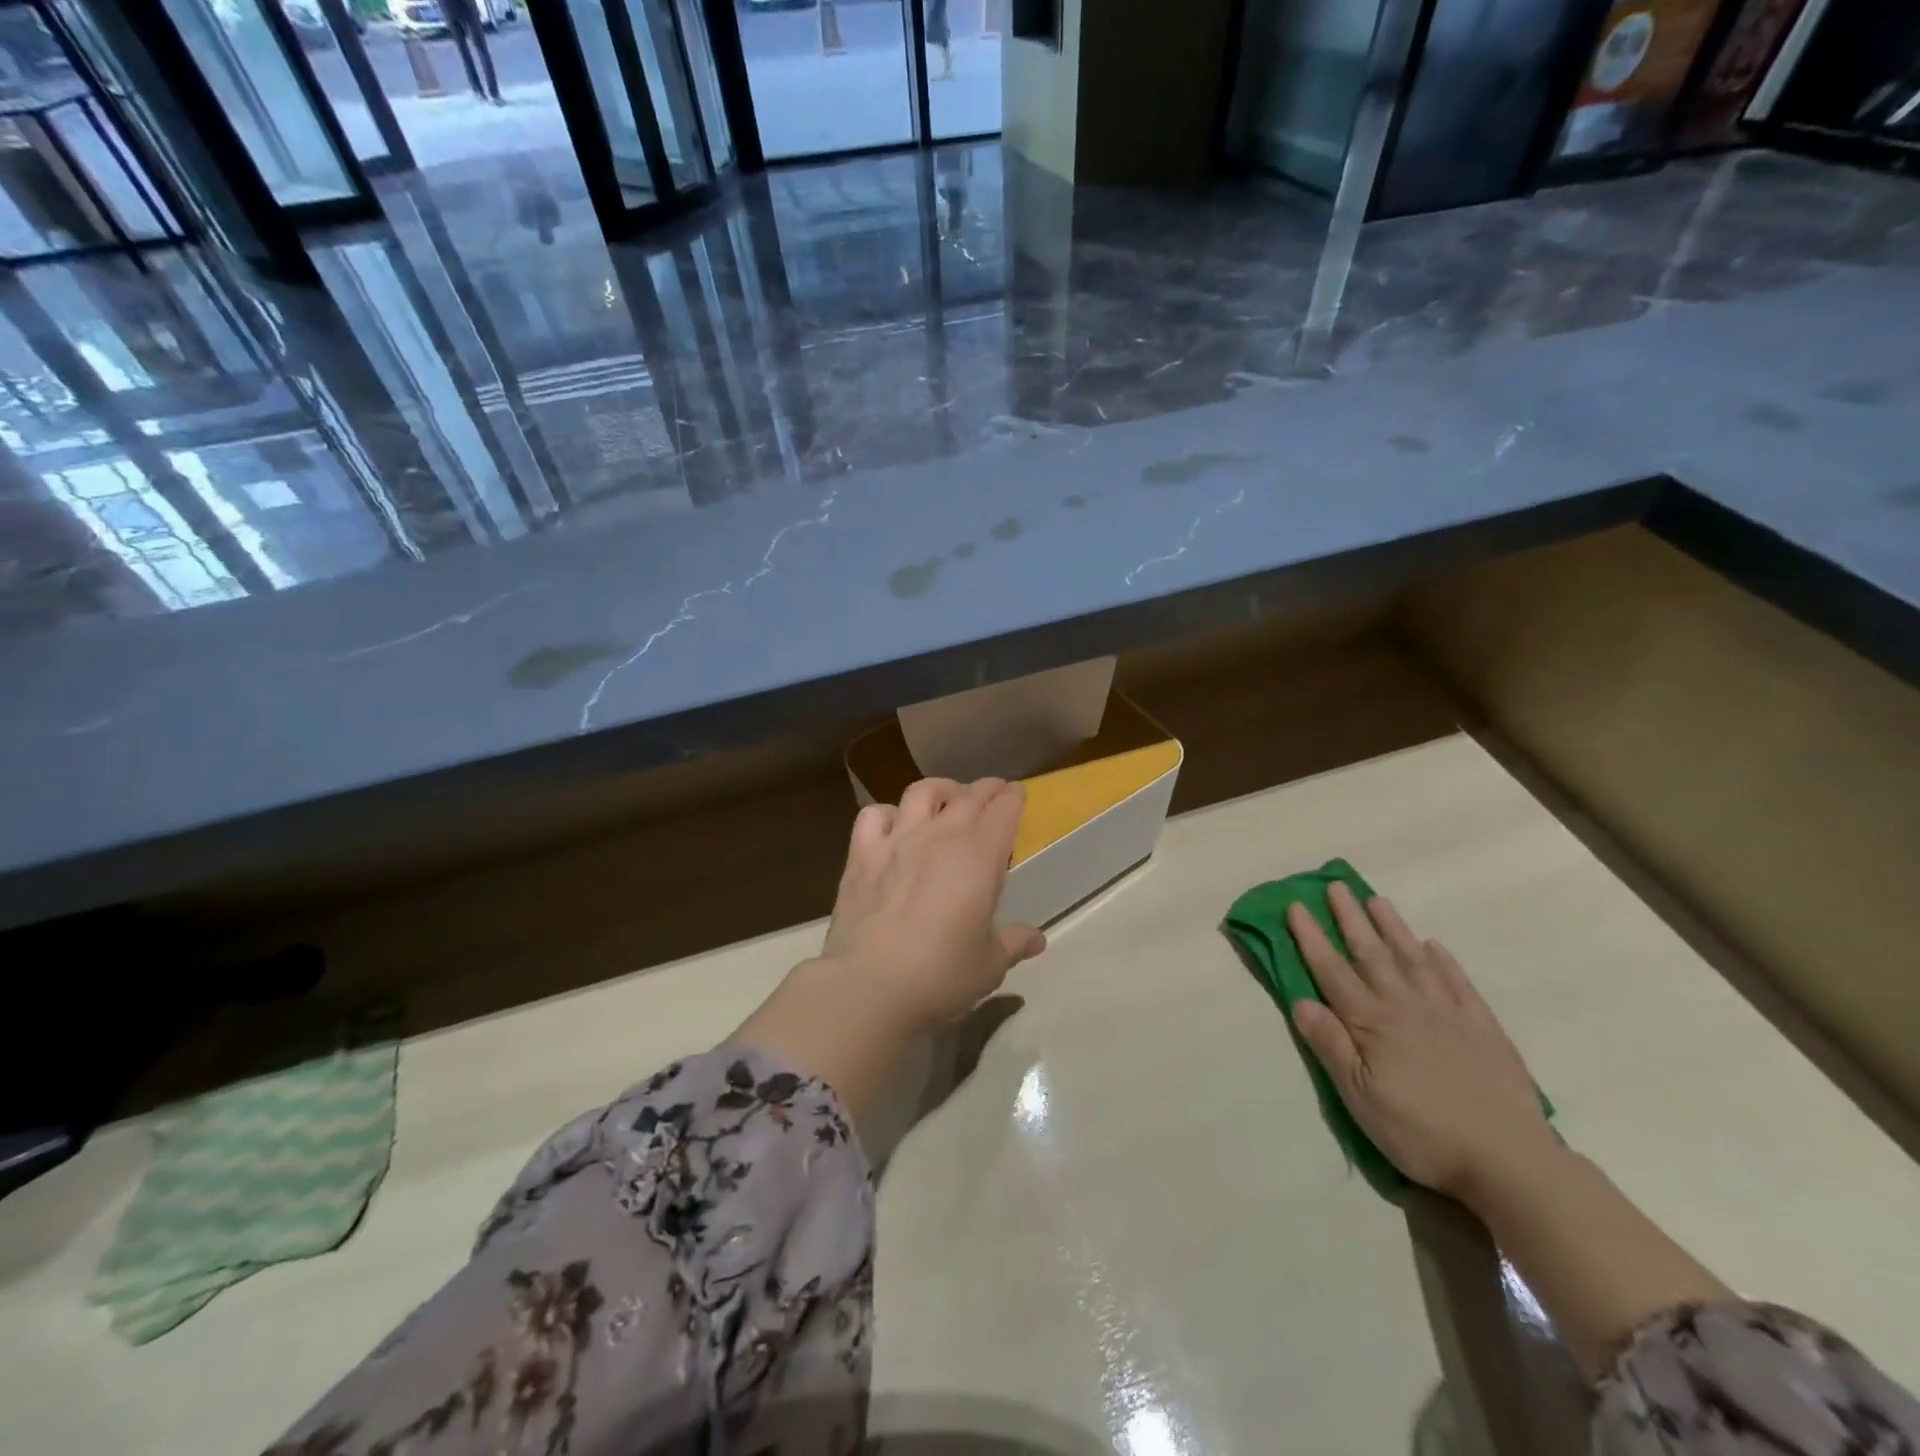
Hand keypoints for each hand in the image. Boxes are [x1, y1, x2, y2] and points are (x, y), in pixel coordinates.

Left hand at [819, 777, 1046, 1036]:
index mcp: (979, 857)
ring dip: (941, 789)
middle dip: (985, 789)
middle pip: (967, 796)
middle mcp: (940, 836)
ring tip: (947, 797)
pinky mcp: (861, 855)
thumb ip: (1013, 944)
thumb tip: (1036, 939)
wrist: (869, 985)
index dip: (1012, 798)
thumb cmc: (941, 975)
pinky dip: (888, 813)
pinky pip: (874, 815)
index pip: (1003, 811)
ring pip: (921, 792)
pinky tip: (893, 824)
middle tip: (992, 791)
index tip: (1017, 794)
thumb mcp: (989, 965)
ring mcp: (897, 841)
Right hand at [1287, 884, 1553, 1199]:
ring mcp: (1447, 1013)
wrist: (1508, 1160)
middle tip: (1336, 886)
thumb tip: (1300, 999)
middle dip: (1350, 918)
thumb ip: (1330, 1044)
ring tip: (1377, 900)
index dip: (1311, 938)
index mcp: (1372, 1022)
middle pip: (1371, 954)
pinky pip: (1458, 983)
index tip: (1296, 905)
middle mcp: (1406, 1006)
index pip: (1332, 970)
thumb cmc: (1420, 1131)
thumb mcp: (1359, 1096)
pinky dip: (1443, 961)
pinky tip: (1433, 946)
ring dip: (1392, 928)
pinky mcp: (1483, 1028)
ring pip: (1413, 959)